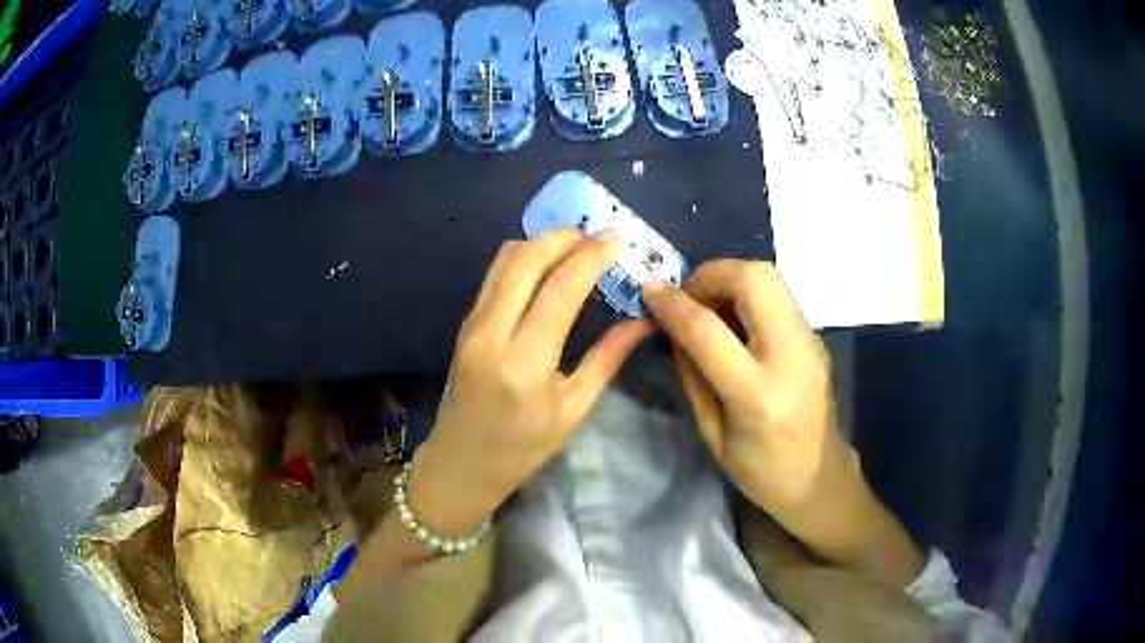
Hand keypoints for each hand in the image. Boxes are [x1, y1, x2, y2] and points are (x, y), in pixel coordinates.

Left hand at [409, 229, 651, 536]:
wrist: (461, 462)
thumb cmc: (523, 448)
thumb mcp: (574, 408)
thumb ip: (608, 357)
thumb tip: (643, 319)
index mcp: (525, 362)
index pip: (561, 287)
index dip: (592, 256)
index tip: (617, 238)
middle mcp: (492, 332)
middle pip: (526, 258)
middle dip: (565, 237)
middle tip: (597, 238)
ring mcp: (472, 323)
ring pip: (505, 258)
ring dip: (542, 243)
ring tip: (576, 248)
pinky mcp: (465, 322)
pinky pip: (495, 274)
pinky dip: (524, 258)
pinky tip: (548, 267)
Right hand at [641, 260, 845, 516]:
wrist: (819, 477)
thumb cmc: (760, 471)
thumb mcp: (712, 433)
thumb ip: (692, 374)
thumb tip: (672, 325)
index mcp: (757, 394)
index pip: (708, 329)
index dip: (673, 303)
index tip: (649, 291)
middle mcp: (790, 355)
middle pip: (753, 278)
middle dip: (710, 274)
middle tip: (687, 296)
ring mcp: (809, 341)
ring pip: (769, 276)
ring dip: (730, 278)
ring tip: (707, 305)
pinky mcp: (815, 336)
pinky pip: (778, 294)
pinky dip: (747, 293)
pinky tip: (733, 319)